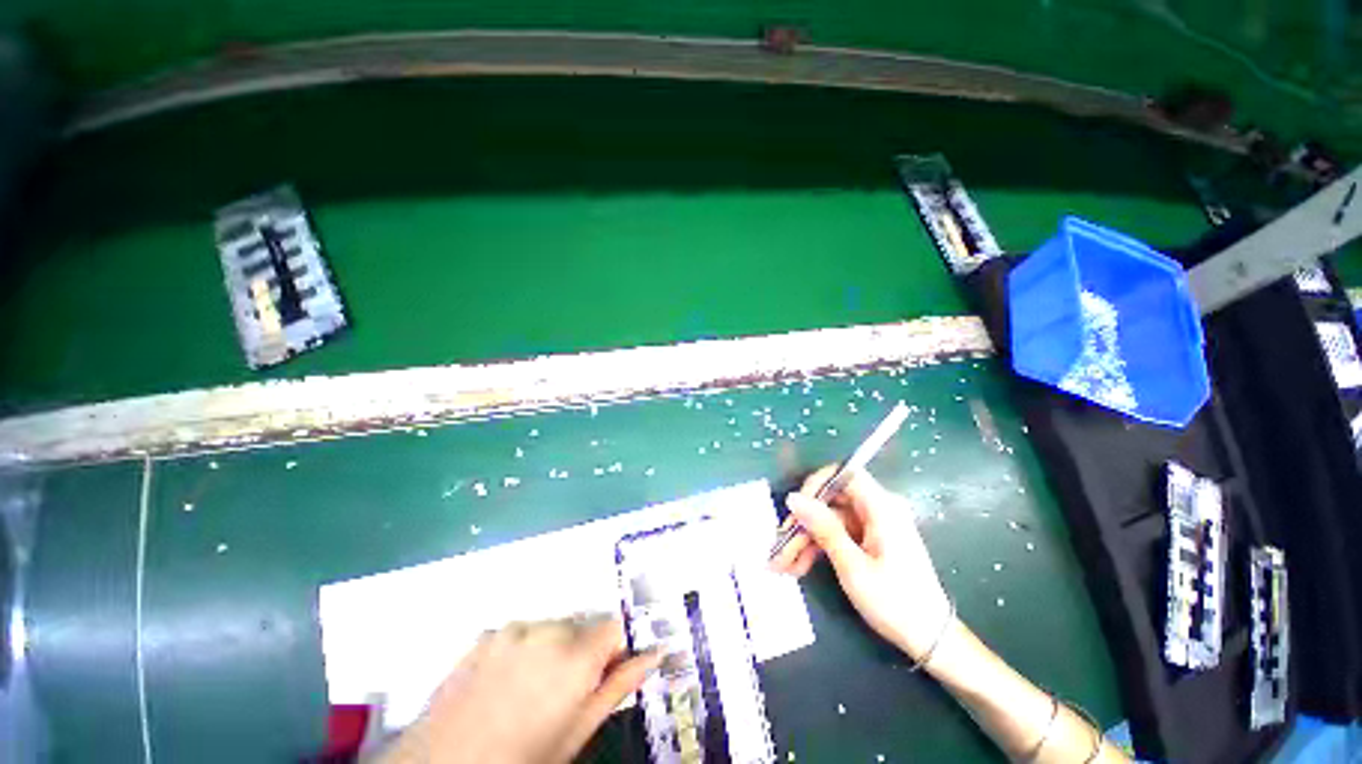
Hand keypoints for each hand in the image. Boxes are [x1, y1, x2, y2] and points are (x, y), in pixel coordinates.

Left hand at [382, 616, 660, 763]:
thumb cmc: (522, 760)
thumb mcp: (577, 732)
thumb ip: (619, 685)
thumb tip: (656, 652)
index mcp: (576, 656)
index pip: (614, 625)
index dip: (614, 647)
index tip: (608, 667)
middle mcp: (548, 630)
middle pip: (582, 625)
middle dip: (583, 648)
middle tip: (565, 690)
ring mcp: (513, 629)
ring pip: (551, 626)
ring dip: (552, 646)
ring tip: (530, 688)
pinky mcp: (486, 633)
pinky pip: (519, 631)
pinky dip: (522, 647)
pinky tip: (503, 681)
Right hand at [771, 465, 950, 659]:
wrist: (931, 640)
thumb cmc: (895, 602)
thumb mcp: (852, 566)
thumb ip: (823, 528)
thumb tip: (793, 497)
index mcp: (881, 508)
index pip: (845, 474)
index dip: (816, 484)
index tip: (796, 507)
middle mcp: (877, 510)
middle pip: (830, 501)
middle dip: (803, 523)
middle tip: (779, 546)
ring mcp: (872, 526)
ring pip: (828, 521)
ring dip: (804, 541)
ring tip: (782, 565)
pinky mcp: (868, 541)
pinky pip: (836, 535)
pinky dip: (817, 549)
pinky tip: (798, 567)